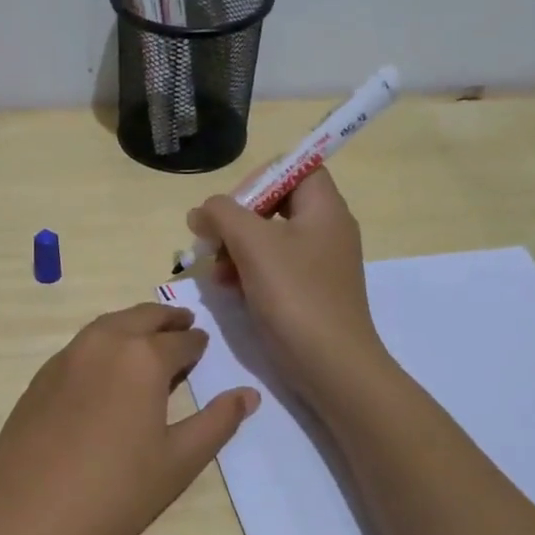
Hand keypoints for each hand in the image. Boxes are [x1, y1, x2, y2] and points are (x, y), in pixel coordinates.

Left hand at [0, 303, 258, 534]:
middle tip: (183, 324)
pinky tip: (106, 368)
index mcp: (142, 357)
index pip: (180, 341)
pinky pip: (80, 346)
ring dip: (132, 324)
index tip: (204, 344)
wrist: (27, 517)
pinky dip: (102, 342)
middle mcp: (102, 344)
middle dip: (166, 319)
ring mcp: (65, 357)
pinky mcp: (39, 377)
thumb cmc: (115, 492)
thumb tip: (248, 394)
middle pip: (140, 318)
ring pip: (106, 325)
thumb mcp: (178, 461)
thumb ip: (217, 422)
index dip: (196, 343)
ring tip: (147, 338)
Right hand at [187, 167, 387, 405]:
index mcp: (325, 210)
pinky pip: (273, 268)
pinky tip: (227, 288)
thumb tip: (202, 211)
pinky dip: (248, 271)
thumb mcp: (253, 244)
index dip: (262, 177)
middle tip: (213, 238)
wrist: (331, 366)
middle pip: (276, 204)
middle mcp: (326, 231)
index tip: (232, 204)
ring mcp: (318, 264)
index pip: (297, 168)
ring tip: (215, 269)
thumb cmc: (296, 296)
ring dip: (236, 248)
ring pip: (269, 239)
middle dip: (238, 219)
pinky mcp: (308, 293)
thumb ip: (222, 215)